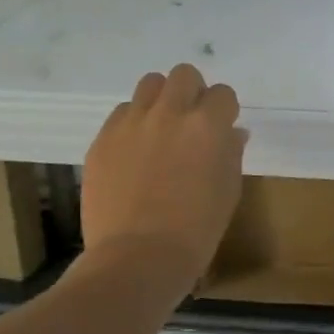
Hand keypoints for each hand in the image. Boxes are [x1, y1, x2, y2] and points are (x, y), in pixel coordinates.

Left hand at [73, 65, 248, 304]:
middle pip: (184, 75)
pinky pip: (121, 113)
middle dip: (192, 92)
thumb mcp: (228, 190)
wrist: (138, 258)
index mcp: (208, 125)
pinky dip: (133, 123)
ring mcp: (132, 123)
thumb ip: (231, 153)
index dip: (224, 110)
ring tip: (160, 128)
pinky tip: (134, 150)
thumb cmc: (196, 230)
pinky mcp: (103, 139)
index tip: (221, 129)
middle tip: (190, 121)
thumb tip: (231, 133)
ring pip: (149, 84)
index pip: (223, 94)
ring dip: (160, 100)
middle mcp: (170, 113)